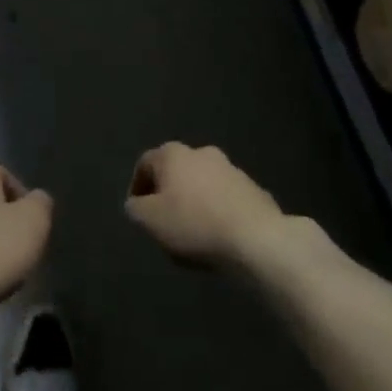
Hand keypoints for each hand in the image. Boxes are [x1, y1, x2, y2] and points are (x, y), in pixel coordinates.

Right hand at [125, 143, 286, 269]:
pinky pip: (226, 199)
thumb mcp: (150, 221)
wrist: (256, 238)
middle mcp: (201, 152)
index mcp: (173, 154)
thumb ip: (135, 209)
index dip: (137, 188)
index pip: (145, 164)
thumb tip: (136, 204)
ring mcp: (231, 169)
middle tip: (164, 223)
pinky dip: (218, 212)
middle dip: (168, 195)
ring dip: (194, 202)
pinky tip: (218, 237)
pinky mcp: (253, 189)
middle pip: (175, 173)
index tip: (138, 213)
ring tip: (193, 234)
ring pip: (202, 185)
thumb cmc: (194, 224)